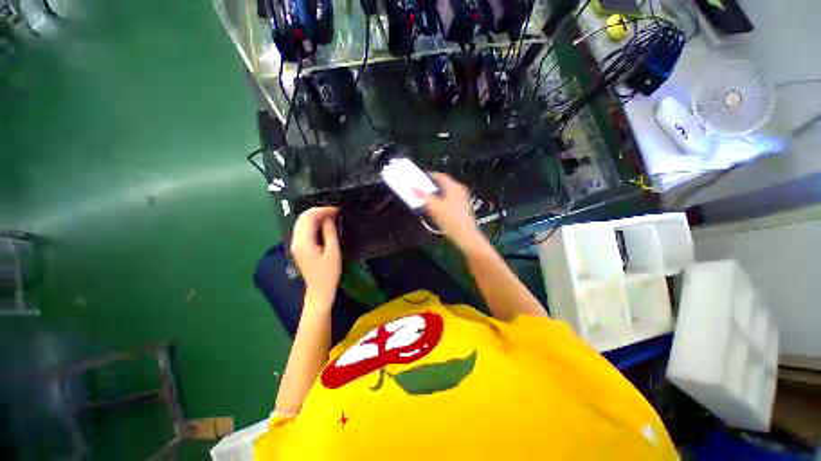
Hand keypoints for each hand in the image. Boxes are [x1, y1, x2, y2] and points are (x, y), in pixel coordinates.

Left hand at [290, 206, 341, 306]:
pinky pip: (303, 229)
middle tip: (335, 212)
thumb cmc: (329, 272)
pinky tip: (324, 225)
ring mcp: (295, 244)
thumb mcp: (333, 251)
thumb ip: (330, 232)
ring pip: (302, 223)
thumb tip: (329, 218)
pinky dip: (313, 223)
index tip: (336, 210)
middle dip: (318, 211)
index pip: (308, 217)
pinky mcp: (299, 247)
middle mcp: (295, 241)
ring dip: (315, 217)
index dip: (322, 210)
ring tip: (331, 216)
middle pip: (302, 218)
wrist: (319, 290)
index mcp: (303, 242)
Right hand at [415, 173, 485, 252]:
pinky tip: (437, 208)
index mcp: (453, 186)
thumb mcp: (434, 207)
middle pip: (443, 184)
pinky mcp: (463, 206)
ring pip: (447, 192)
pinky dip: (442, 199)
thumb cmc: (450, 220)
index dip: (429, 176)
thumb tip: (412, 186)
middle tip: (422, 189)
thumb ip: (422, 196)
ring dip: (437, 193)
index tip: (420, 179)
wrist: (465, 235)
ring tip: (427, 199)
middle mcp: (459, 189)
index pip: (439, 176)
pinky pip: (450, 198)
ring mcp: (463, 198)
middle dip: (432, 186)